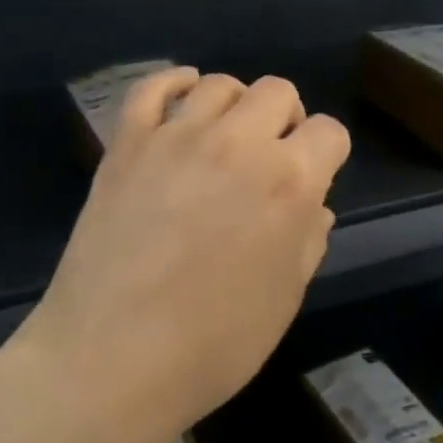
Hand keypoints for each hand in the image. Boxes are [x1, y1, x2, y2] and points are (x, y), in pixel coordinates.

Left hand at [16, 69, 351, 442]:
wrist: (113, 358)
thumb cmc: (213, 345)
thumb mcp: (284, 299)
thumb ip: (307, 240)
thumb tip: (314, 207)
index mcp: (290, 183)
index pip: (329, 133)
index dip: (327, 154)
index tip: (313, 178)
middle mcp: (238, 143)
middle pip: (277, 92)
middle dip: (286, 120)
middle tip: (270, 159)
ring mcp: (176, 137)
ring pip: (219, 84)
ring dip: (235, 105)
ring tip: (226, 139)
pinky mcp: (126, 144)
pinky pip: (151, 88)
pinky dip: (173, 84)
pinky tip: (182, 98)